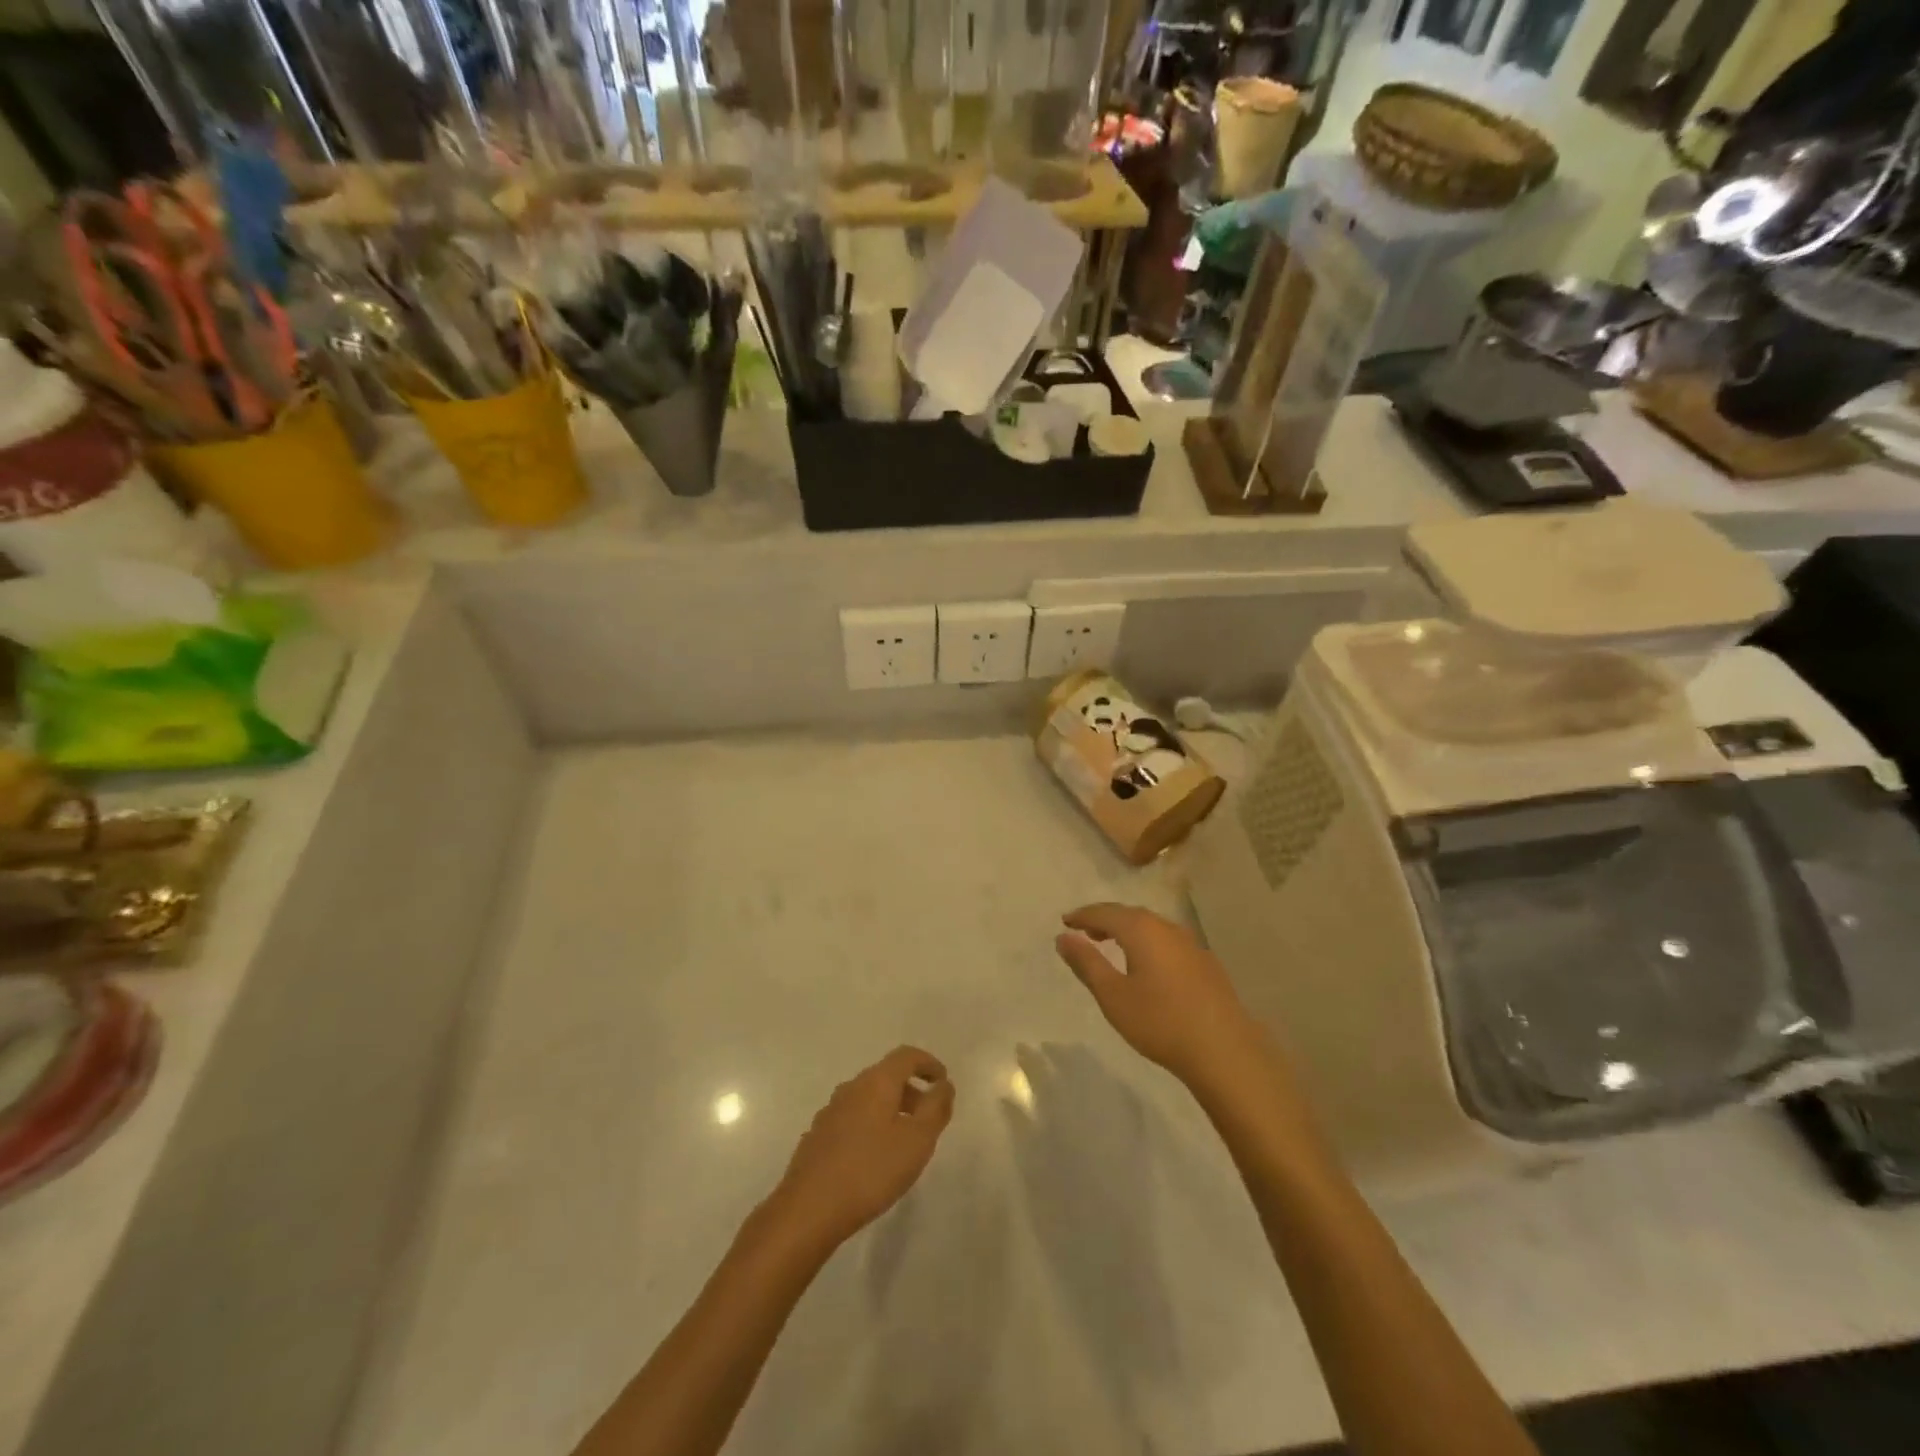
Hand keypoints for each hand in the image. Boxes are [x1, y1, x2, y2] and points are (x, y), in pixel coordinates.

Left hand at [765, 1046, 954, 1253]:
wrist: (808, 1210)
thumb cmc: (871, 1170)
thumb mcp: (917, 1141)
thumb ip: (936, 1108)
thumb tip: (944, 1085)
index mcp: (876, 1082)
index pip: (906, 1056)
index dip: (928, 1063)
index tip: (943, 1081)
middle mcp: (851, 1088)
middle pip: (886, 1076)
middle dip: (911, 1090)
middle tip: (928, 1117)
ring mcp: (830, 1112)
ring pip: (868, 1099)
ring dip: (891, 1110)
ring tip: (904, 1142)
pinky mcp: (817, 1137)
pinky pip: (853, 1119)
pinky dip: (871, 1126)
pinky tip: (874, 1158)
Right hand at [1054, 904, 1270, 1092]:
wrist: (1224, 1050)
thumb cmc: (1160, 1021)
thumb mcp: (1112, 995)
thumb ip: (1086, 963)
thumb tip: (1064, 937)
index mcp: (1142, 930)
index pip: (1105, 912)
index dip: (1083, 915)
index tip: (1065, 921)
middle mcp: (1167, 928)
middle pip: (1130, 914)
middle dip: (1105, 919)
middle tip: (1086, 931)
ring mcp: (1191, 944)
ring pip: (1152, 927)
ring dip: (1128, 931)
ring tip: (1112, 945)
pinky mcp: (1205, 963)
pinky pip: (1167, 942)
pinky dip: (1149, 943)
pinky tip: (1148, 964)